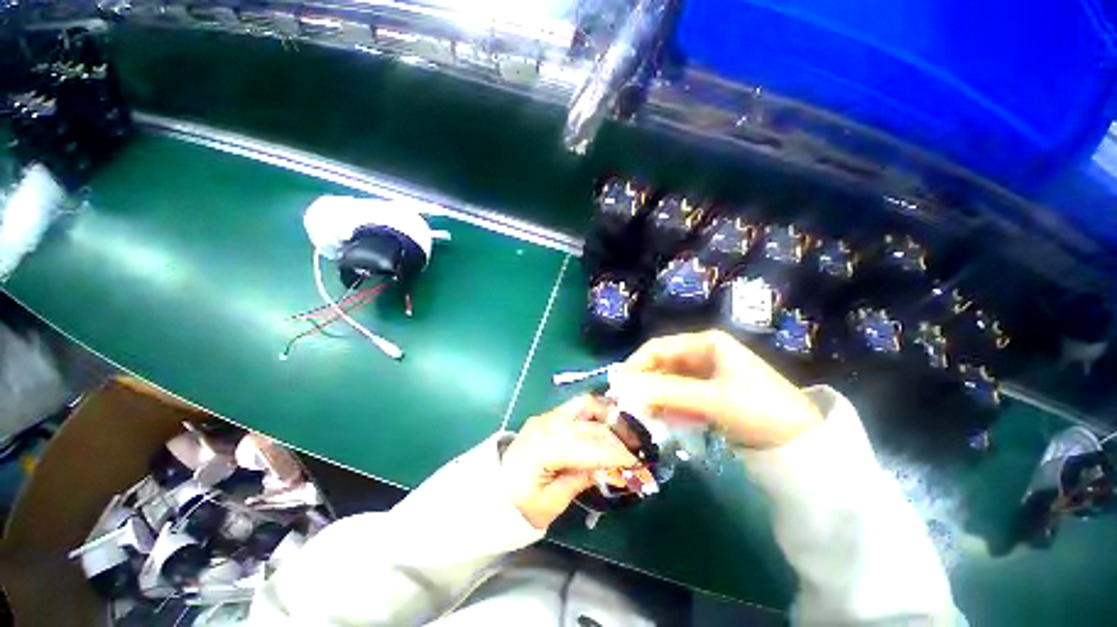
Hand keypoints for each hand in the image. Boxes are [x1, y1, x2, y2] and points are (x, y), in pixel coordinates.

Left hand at [501, 396, 638, 528]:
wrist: (493, 488)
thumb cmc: (520, 503)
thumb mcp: (551, 503)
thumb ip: (579, 480)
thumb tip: (608, 467)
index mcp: (544, 447)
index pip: (588, 444)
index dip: (615, 453)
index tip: (638, 464)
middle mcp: (547, 424)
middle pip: (590, 421)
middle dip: (618, 435)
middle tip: (637, 450)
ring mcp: (547, 416)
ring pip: (585, 404)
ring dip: (609, 416)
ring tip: (626, 434)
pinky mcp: (550, 416)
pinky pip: (579, 407)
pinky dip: (598, 414)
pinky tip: (609, 425)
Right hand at [609, 329, 822, 448]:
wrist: (803, 441)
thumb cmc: (759, 408)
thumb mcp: (712, 399)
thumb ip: (668, 392)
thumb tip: (626, 388)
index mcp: (705, 343)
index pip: (658, 347)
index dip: (636, 364)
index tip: (618, 384)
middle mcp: (702, 354)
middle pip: (662, 364)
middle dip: (644, 383)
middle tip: (626, 403)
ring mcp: (706, 374)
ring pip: (669, 382)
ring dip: (654, 397)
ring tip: (640, 415)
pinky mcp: (709, 394)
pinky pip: (680, 396)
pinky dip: (669, 407)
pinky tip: (661, 420)